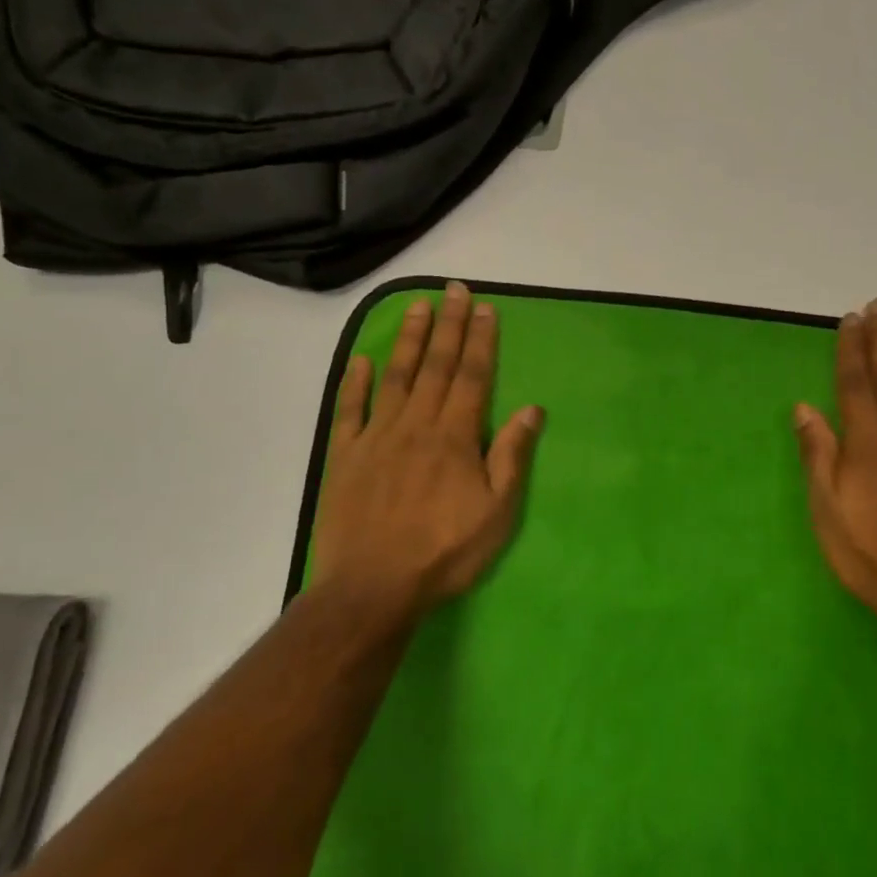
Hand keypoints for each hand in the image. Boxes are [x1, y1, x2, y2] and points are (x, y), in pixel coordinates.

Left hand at [309, 282, 543, 631]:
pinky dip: (355, 382)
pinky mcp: (345, 456)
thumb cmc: (445, 552)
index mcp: (455, 436)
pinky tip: (361, 360)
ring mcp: (376, 437)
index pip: (472, 377)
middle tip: (453, 289)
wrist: (373, 587)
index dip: (480, 340)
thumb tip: (531, 409)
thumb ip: (511, 456)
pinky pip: (349, 410)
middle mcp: (416, 425)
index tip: (483, 308)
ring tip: (416, 306)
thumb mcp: (497, 511)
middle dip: (448, 325)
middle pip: (435, 366)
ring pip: (395, 377)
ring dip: (407, 339)